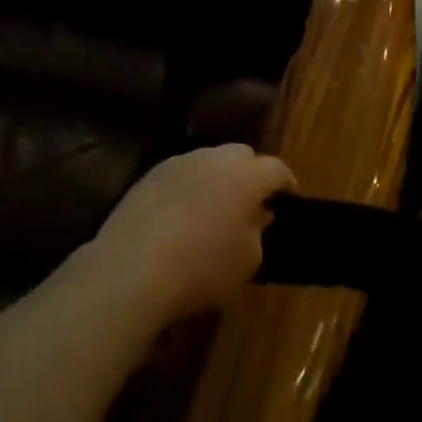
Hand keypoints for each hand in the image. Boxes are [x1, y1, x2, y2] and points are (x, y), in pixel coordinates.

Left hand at [90, 145, 294, 326]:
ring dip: (217, 178)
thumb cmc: (202, 267)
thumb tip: (258, 215)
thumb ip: (258, 232)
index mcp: (245, 175)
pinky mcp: (149, 175)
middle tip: (252, 201)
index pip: (276, 168)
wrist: (132, 267)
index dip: (286, 183)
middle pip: (241, 154)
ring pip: (208, 161)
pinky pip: (180, 174)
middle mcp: (212, 158)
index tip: (289, 200)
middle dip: (251, 173)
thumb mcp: (247, 261)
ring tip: (216, 207)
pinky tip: (184, 214)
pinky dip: (189, 187)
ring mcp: (177, 163)